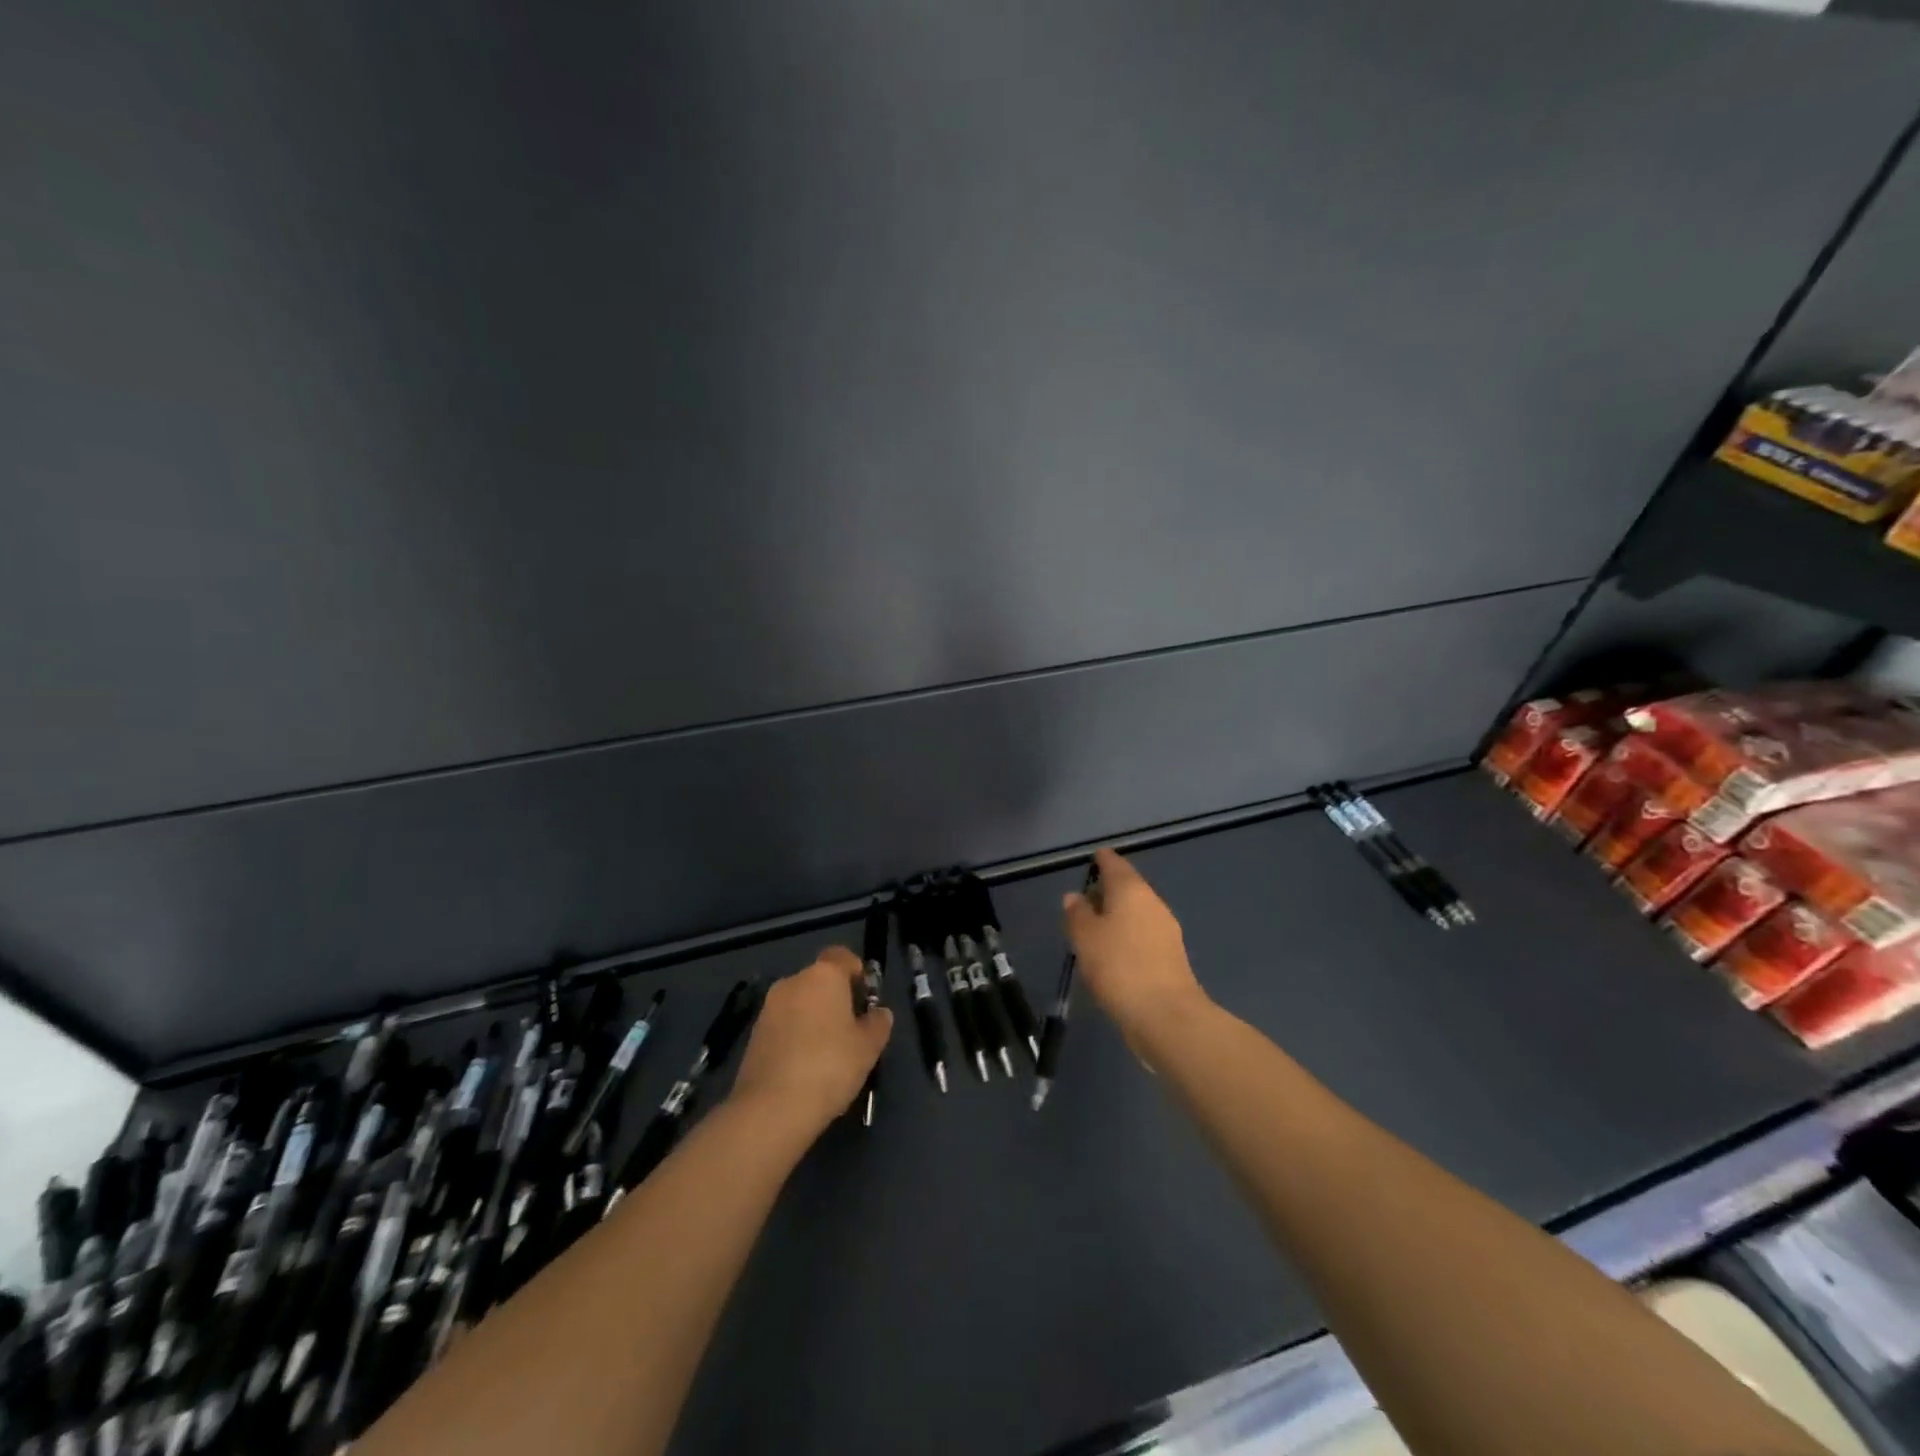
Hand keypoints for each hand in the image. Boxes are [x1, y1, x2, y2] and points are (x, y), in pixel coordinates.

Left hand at [729, 946, 892, 1136]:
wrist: (771, 1109)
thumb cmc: (830, 1066)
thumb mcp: (869, 1047)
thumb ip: (878, 1023)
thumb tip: (879, 1013)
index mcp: (823, 975)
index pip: (843, 956)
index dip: (857, 974)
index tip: (867, 1001)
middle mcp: (793, 982)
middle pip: (820, 980)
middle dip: (836, 999)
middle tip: (852, 1031)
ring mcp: (769, 1008)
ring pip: (800, 1003)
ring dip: (814, 1019)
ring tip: (829, 1055)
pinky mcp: (754, 1034)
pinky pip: (784, 1025)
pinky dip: (796, 1037)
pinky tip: (805, 1068)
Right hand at [1064, 848, 1209, 1044]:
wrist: (1165, 1015)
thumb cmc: (1118, 967)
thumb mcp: (1085, 938)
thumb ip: (1077, 913)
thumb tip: (1075, 896)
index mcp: (1131, 890)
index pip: (1114, 864)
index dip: (1101, 860)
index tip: (1091, 860)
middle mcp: (1153, 903)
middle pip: (1128, 887)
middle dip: (1107, 890)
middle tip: (1084, 900)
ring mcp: (1166, 930)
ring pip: (1136, 912)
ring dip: (1117, 916)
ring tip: (1093, 929)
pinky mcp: (1171, 956)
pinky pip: (1143, 935)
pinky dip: (1127, 936)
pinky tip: (1113, 953)